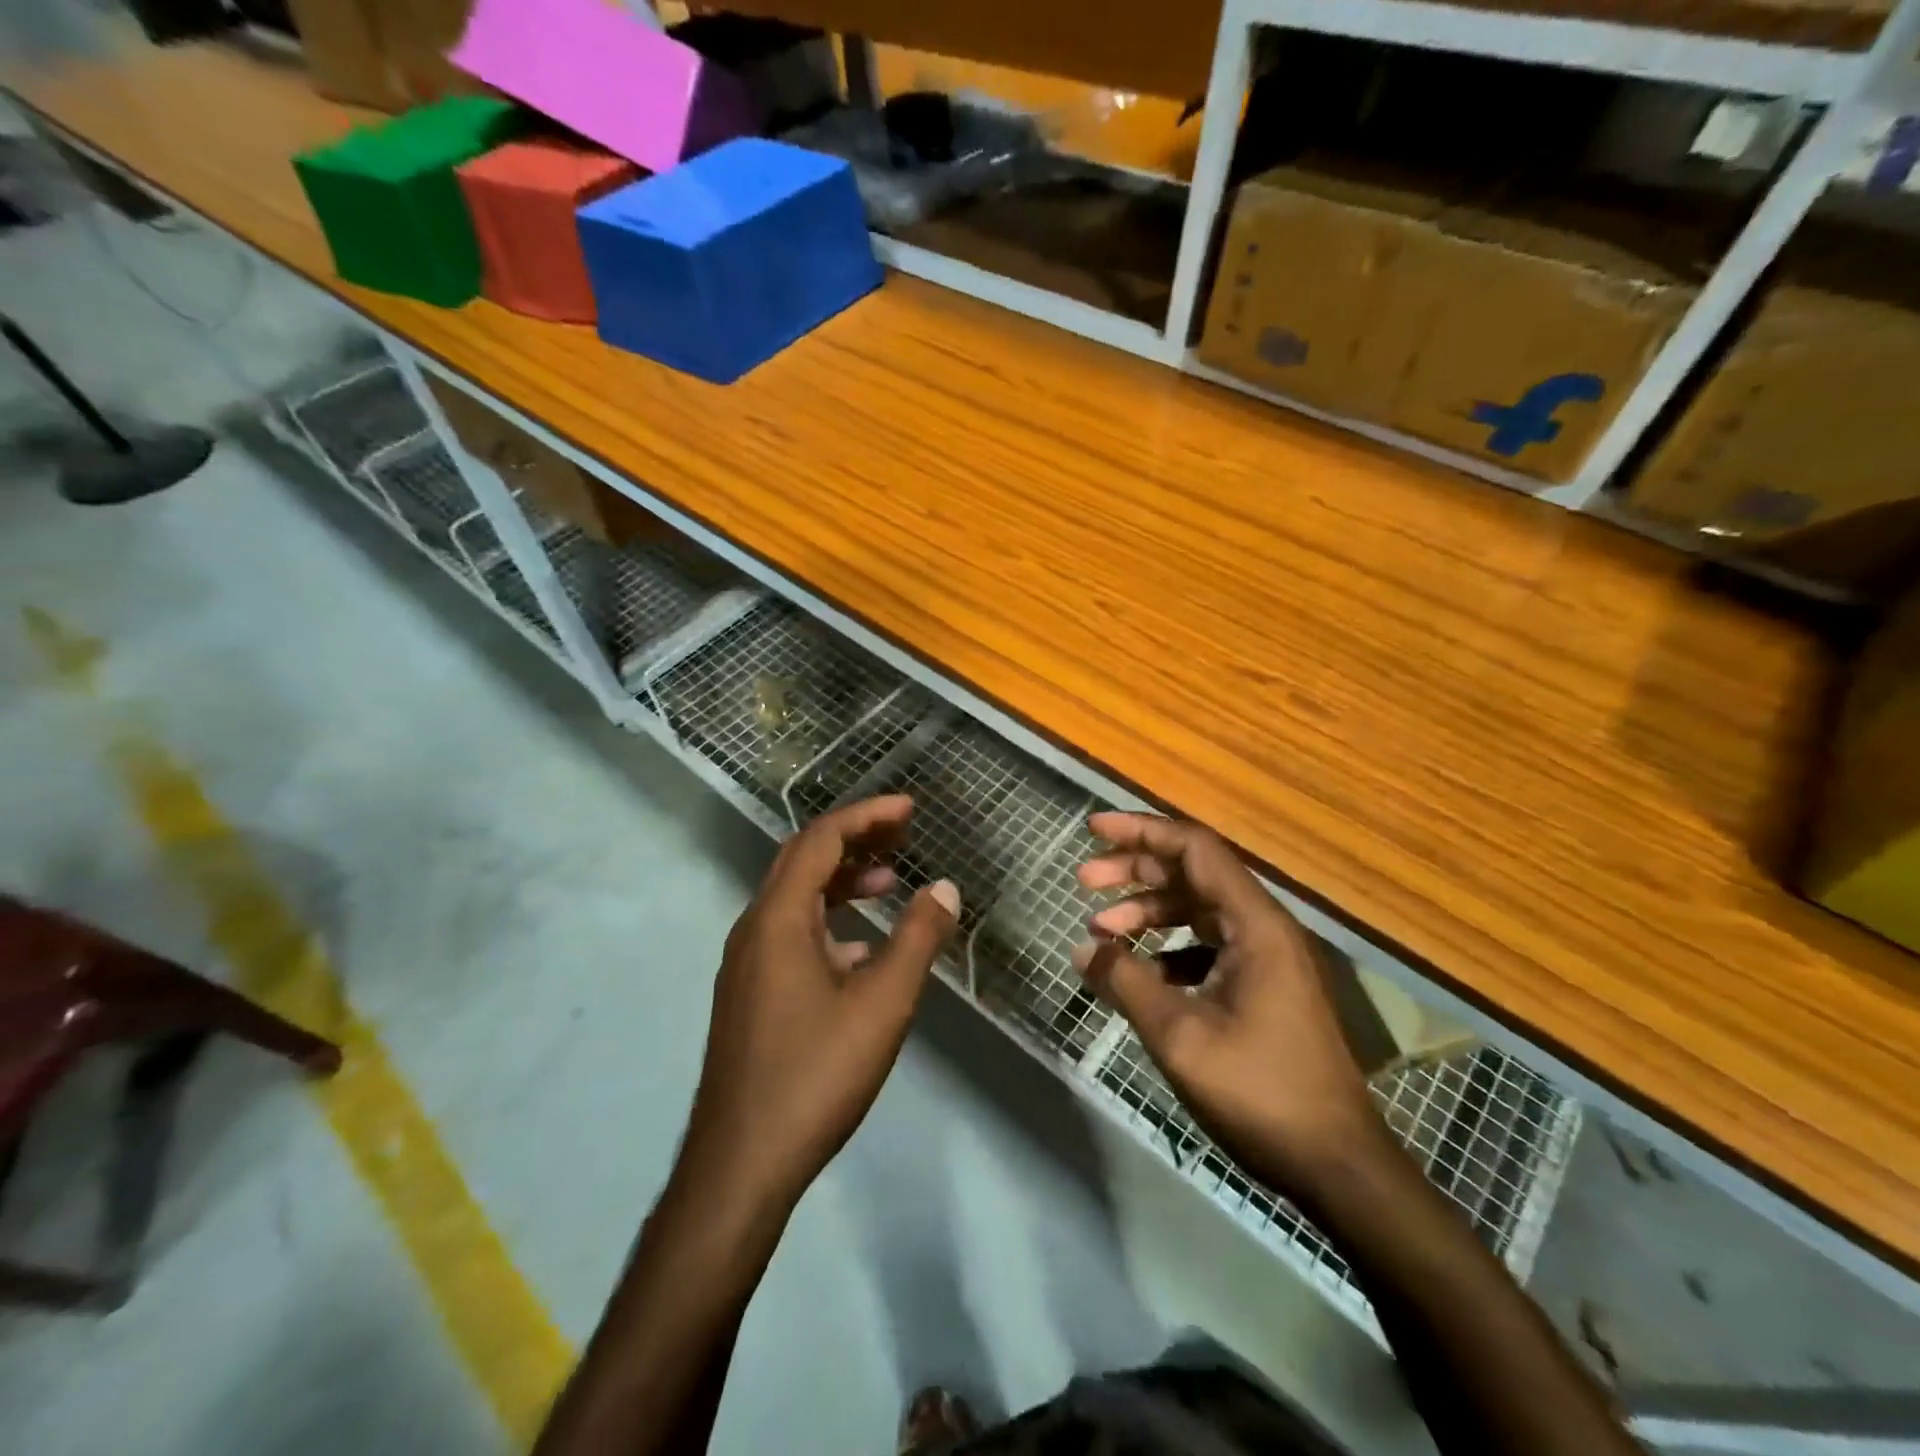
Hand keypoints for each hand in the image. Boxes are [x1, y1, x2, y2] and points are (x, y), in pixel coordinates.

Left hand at [680, 794, 959, 1214]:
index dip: (866, 816)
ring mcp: (747, 964)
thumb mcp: (882, 1003)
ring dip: (841, 881)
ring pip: (796, 900)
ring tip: (889, 883)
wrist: (742, 1164)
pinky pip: (791, 934)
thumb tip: (944, 887)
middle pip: (803, 860)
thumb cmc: (816, 1074)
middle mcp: (754, 929)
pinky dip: (829, 921)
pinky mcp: (750, 994)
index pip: (820, 840)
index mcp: (778, 919)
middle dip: (854, 839)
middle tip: (903, 834)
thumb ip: (918, 939)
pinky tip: (862, 949)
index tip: (909, 809)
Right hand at [1074, 813, 1377, 1193]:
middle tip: (1084, 881)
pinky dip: (1168, 949)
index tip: (1093, 829)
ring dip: (1149, 912)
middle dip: (1135, 870)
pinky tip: (1139, 972)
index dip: (1142, 831)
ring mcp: (1267, 958)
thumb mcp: (1180, 1036)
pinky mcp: (1263, 987)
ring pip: (1198, 911)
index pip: (1194, 849)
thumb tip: (1083, 947)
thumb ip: (1127, 982)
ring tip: (1100, 929)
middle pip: (1193, 873)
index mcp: (1255, 925)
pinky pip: (1207, 946)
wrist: (1337, 1166)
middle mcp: (1264, 928)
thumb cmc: (1261, 1093)